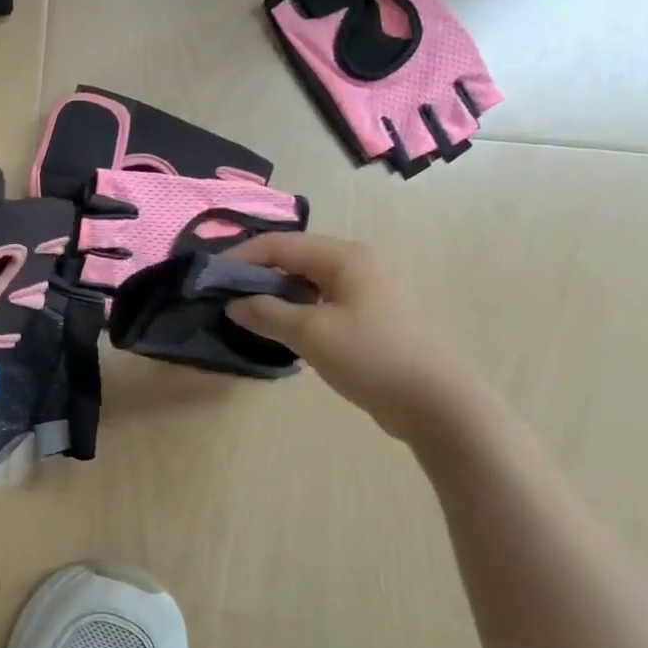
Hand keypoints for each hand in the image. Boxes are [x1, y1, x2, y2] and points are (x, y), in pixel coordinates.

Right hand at [227, 233, 479, 443]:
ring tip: (246, 315)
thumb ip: (267, 313)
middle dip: (256, 275)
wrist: (437, 403)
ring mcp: (366, 292)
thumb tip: (233, 303)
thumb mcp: (311, 333)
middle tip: (224, 297)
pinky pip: (321, 303)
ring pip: (307, 283)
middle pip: (293, 259)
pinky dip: (296, 311)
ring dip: (275, 295)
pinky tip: (280, 331)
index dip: (241, 257)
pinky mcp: (369, 318)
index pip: (279, 244)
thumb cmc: (372, 357)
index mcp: (344, 257)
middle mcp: (356, 264)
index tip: (209, 278)